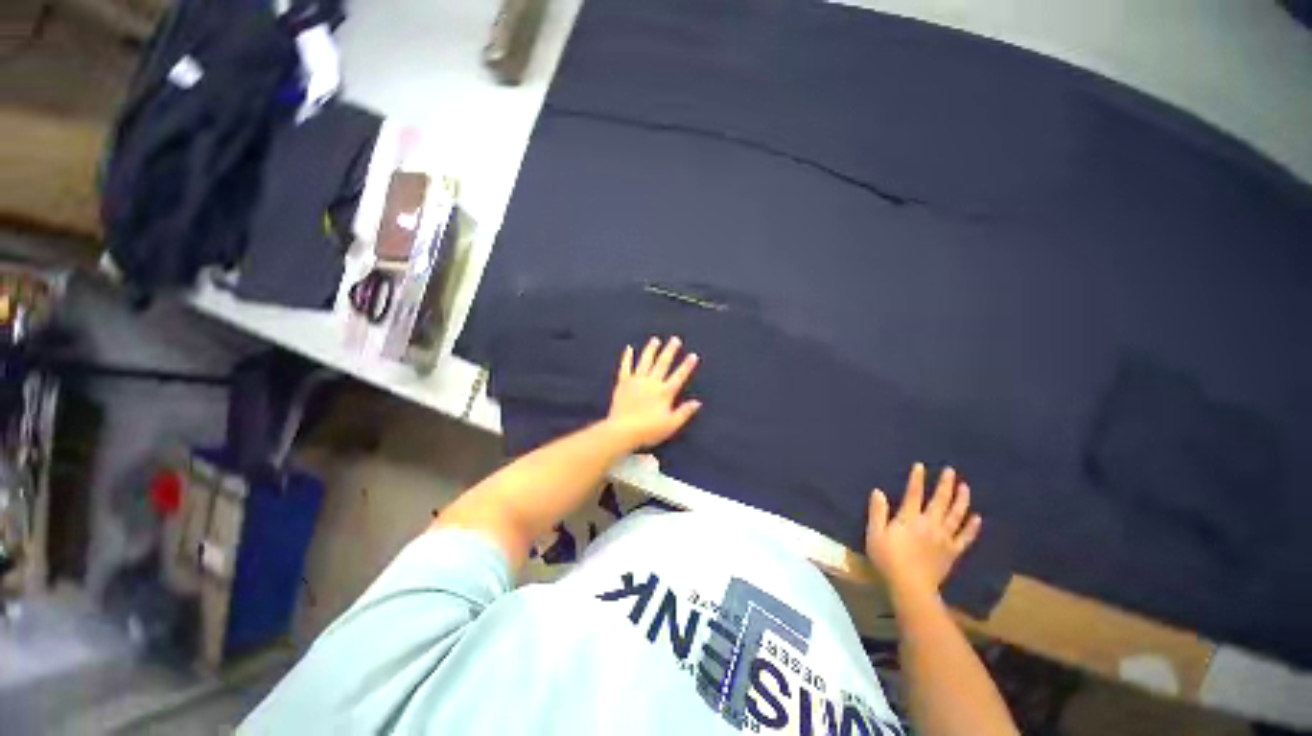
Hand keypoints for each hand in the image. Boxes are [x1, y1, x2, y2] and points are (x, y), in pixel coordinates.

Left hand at [606, 336, 701, 448]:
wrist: (623, 430)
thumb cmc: (649, 430)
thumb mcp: (671, 425)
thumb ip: (684, 412)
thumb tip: (697, 402)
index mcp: (664, 392)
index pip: (679, 376)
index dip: (687, 366)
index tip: (693, 355)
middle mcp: (652, 382)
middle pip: (662, 363)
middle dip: (670, 351)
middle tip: (675, 339)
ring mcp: (636, 381)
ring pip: (645, 361)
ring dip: (651, 350)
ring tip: (655, 340)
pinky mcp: (623, 383)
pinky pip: (625, 367)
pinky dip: (627, 357)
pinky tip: (628, 348)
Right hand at [866, 463, 981, 597]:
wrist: (911, 587)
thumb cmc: (888, 559)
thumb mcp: (875, 534)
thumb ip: (877, 512)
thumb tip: (878, 491)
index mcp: (909, 519)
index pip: (913, 494)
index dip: (917, 479)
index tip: (920, 466)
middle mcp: (930, 524)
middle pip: (940, 501)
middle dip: (945, 485)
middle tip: (950, 471)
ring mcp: (944, 538)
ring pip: (956, 515)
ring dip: (961, 500)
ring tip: (965, 487)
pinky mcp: (953, 552)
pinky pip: (965, 537)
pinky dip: (972, 527)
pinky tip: (977, 518)